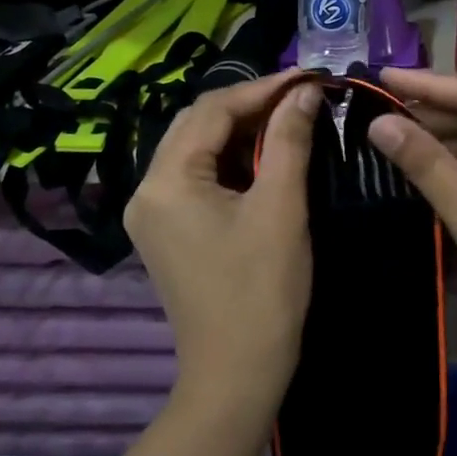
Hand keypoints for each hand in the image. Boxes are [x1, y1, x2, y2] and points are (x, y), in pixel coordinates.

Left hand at [124, 74, 320, 412]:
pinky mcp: (166, 230)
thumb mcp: (281, 207)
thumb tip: (305, 92)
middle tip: (302, 98)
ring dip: (242, 131)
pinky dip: (231, 160)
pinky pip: (196, 176)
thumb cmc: (261, 291)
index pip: (214, 109)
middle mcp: (148, 188)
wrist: (235, 378)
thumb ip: (289, 139)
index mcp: (167, 180)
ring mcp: (152, 211)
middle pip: (199, 123)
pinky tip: (265, 157)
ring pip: (198, 148)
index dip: (264, 88)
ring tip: (289, 120)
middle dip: (251, 105)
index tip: (309, 77)